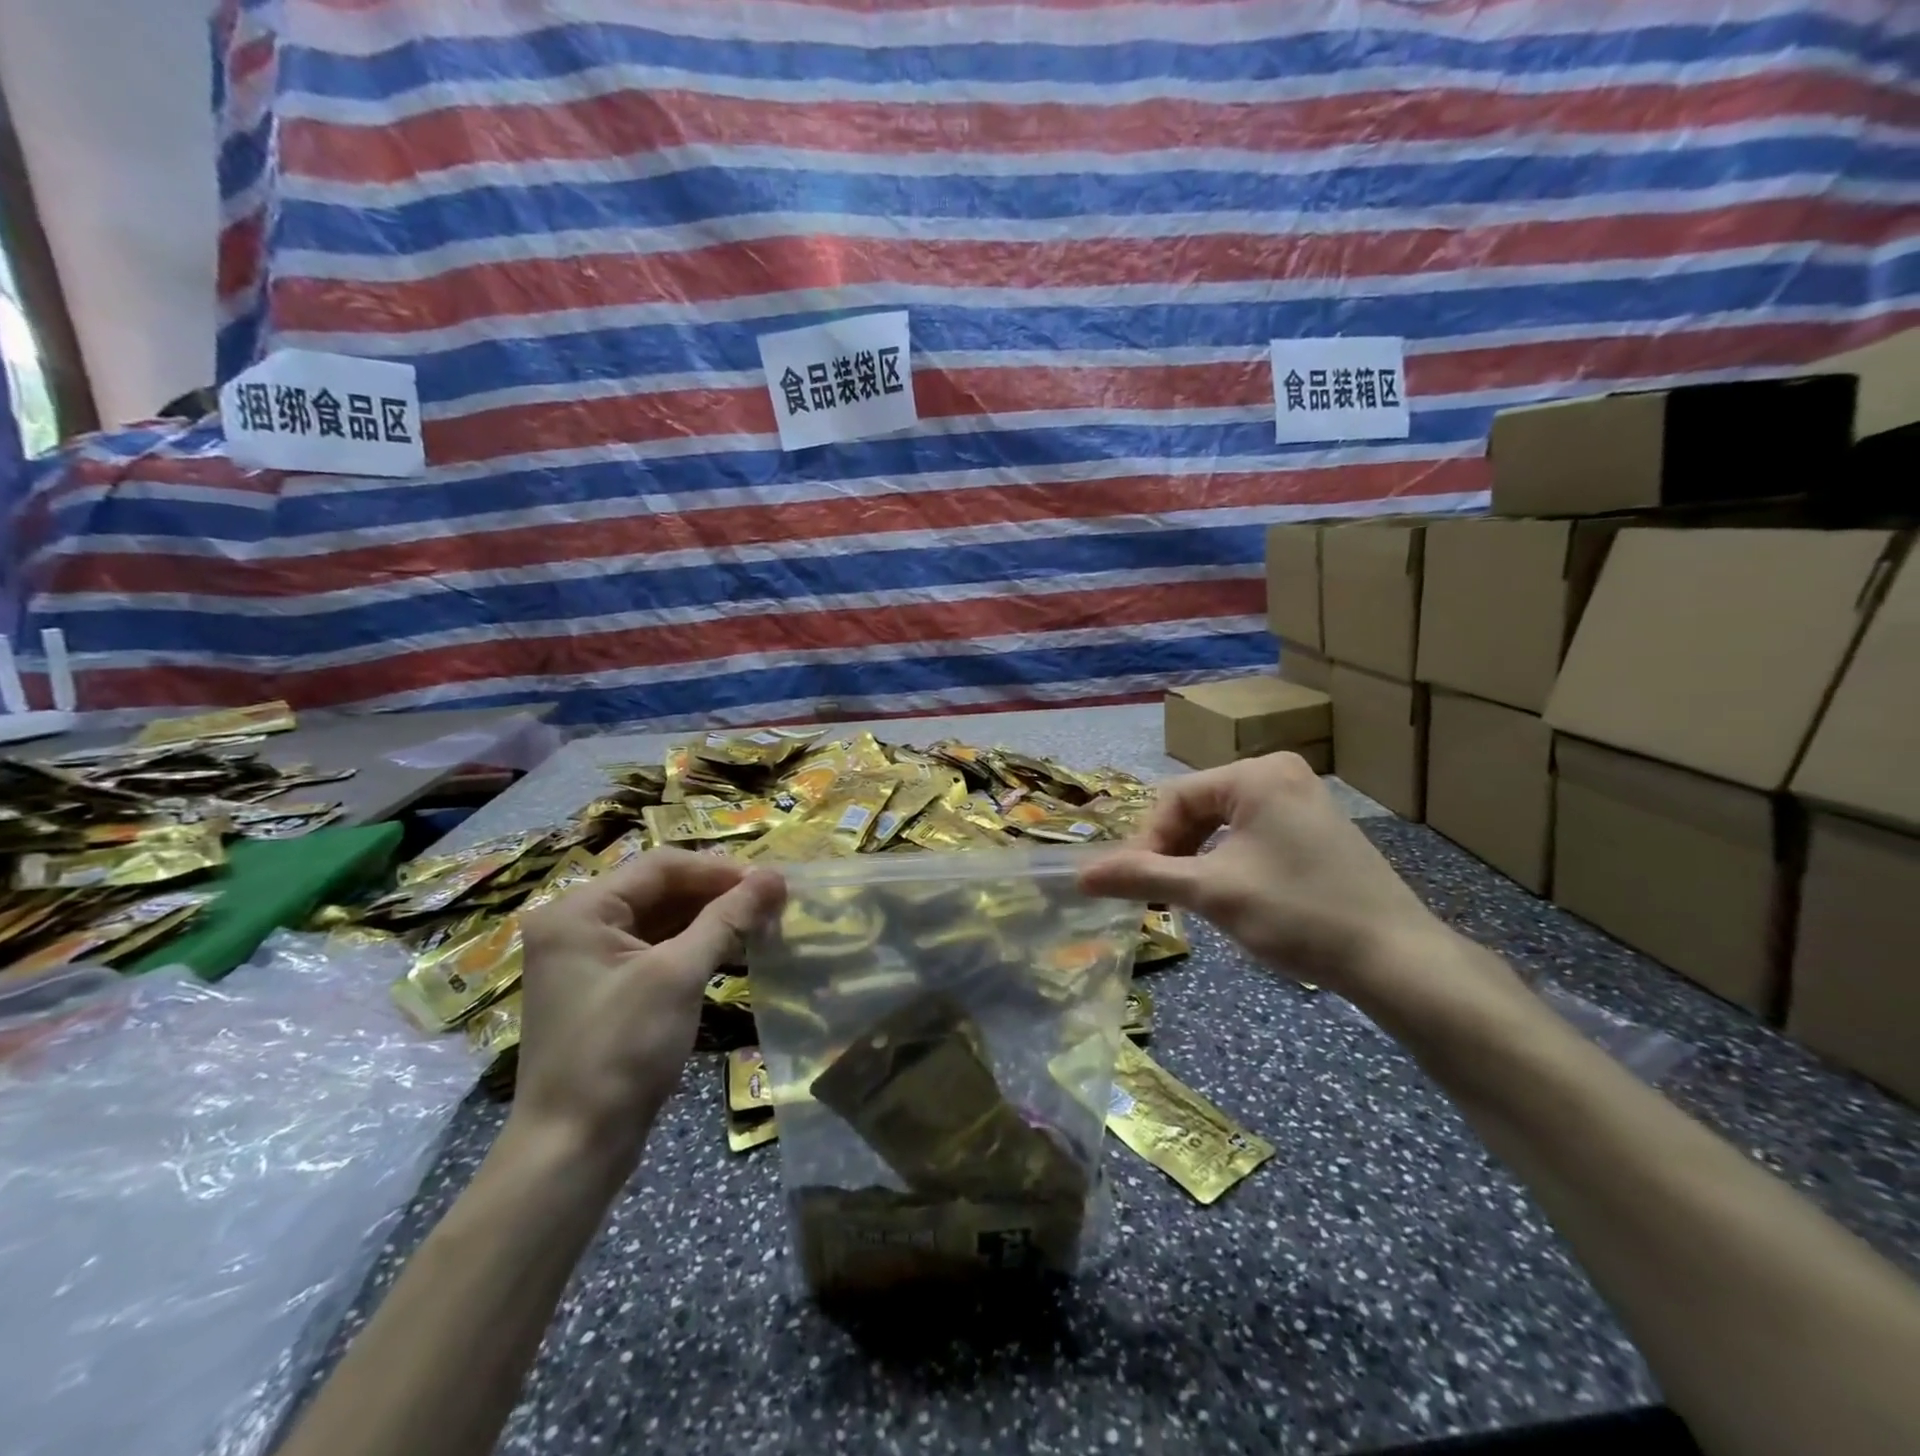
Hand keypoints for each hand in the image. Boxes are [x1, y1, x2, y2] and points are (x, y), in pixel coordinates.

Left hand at [514, 850, 783, 1176]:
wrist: (573, 1149)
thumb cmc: (621, 1051)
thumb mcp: (678, 975)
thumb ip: (728, 918)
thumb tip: (776, 876)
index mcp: (580, 910)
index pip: (662, 867)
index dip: (720, 870)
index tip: (771, 884)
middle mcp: (578, 924)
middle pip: (661, 890)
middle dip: (718, 895)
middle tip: (772, 906)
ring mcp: (589, 959)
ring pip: (662, 920)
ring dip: (711, 921)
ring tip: (762, 926)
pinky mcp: (605, 988)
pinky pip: (656, 949)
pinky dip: (695, 947)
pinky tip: (733, 952)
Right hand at [1081, 754, 1497, 1012]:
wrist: (1396, 959)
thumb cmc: (1297, 913)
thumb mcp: (1211, 892)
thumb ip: (1142, 876)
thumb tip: (1080, 875)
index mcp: (1256, 773)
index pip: (1175, 798)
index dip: (1147, 841)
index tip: (1134, 885)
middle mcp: (1280, 772)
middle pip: (1199, 807)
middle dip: (1173, 850)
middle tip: (1161, 895)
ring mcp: (1303, 798)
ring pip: (1224, 823)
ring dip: (1197, 858)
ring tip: (1191, 898)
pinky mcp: (1317, 827)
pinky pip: (1252, 833)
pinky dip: (1228, 860)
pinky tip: (1230, 894)